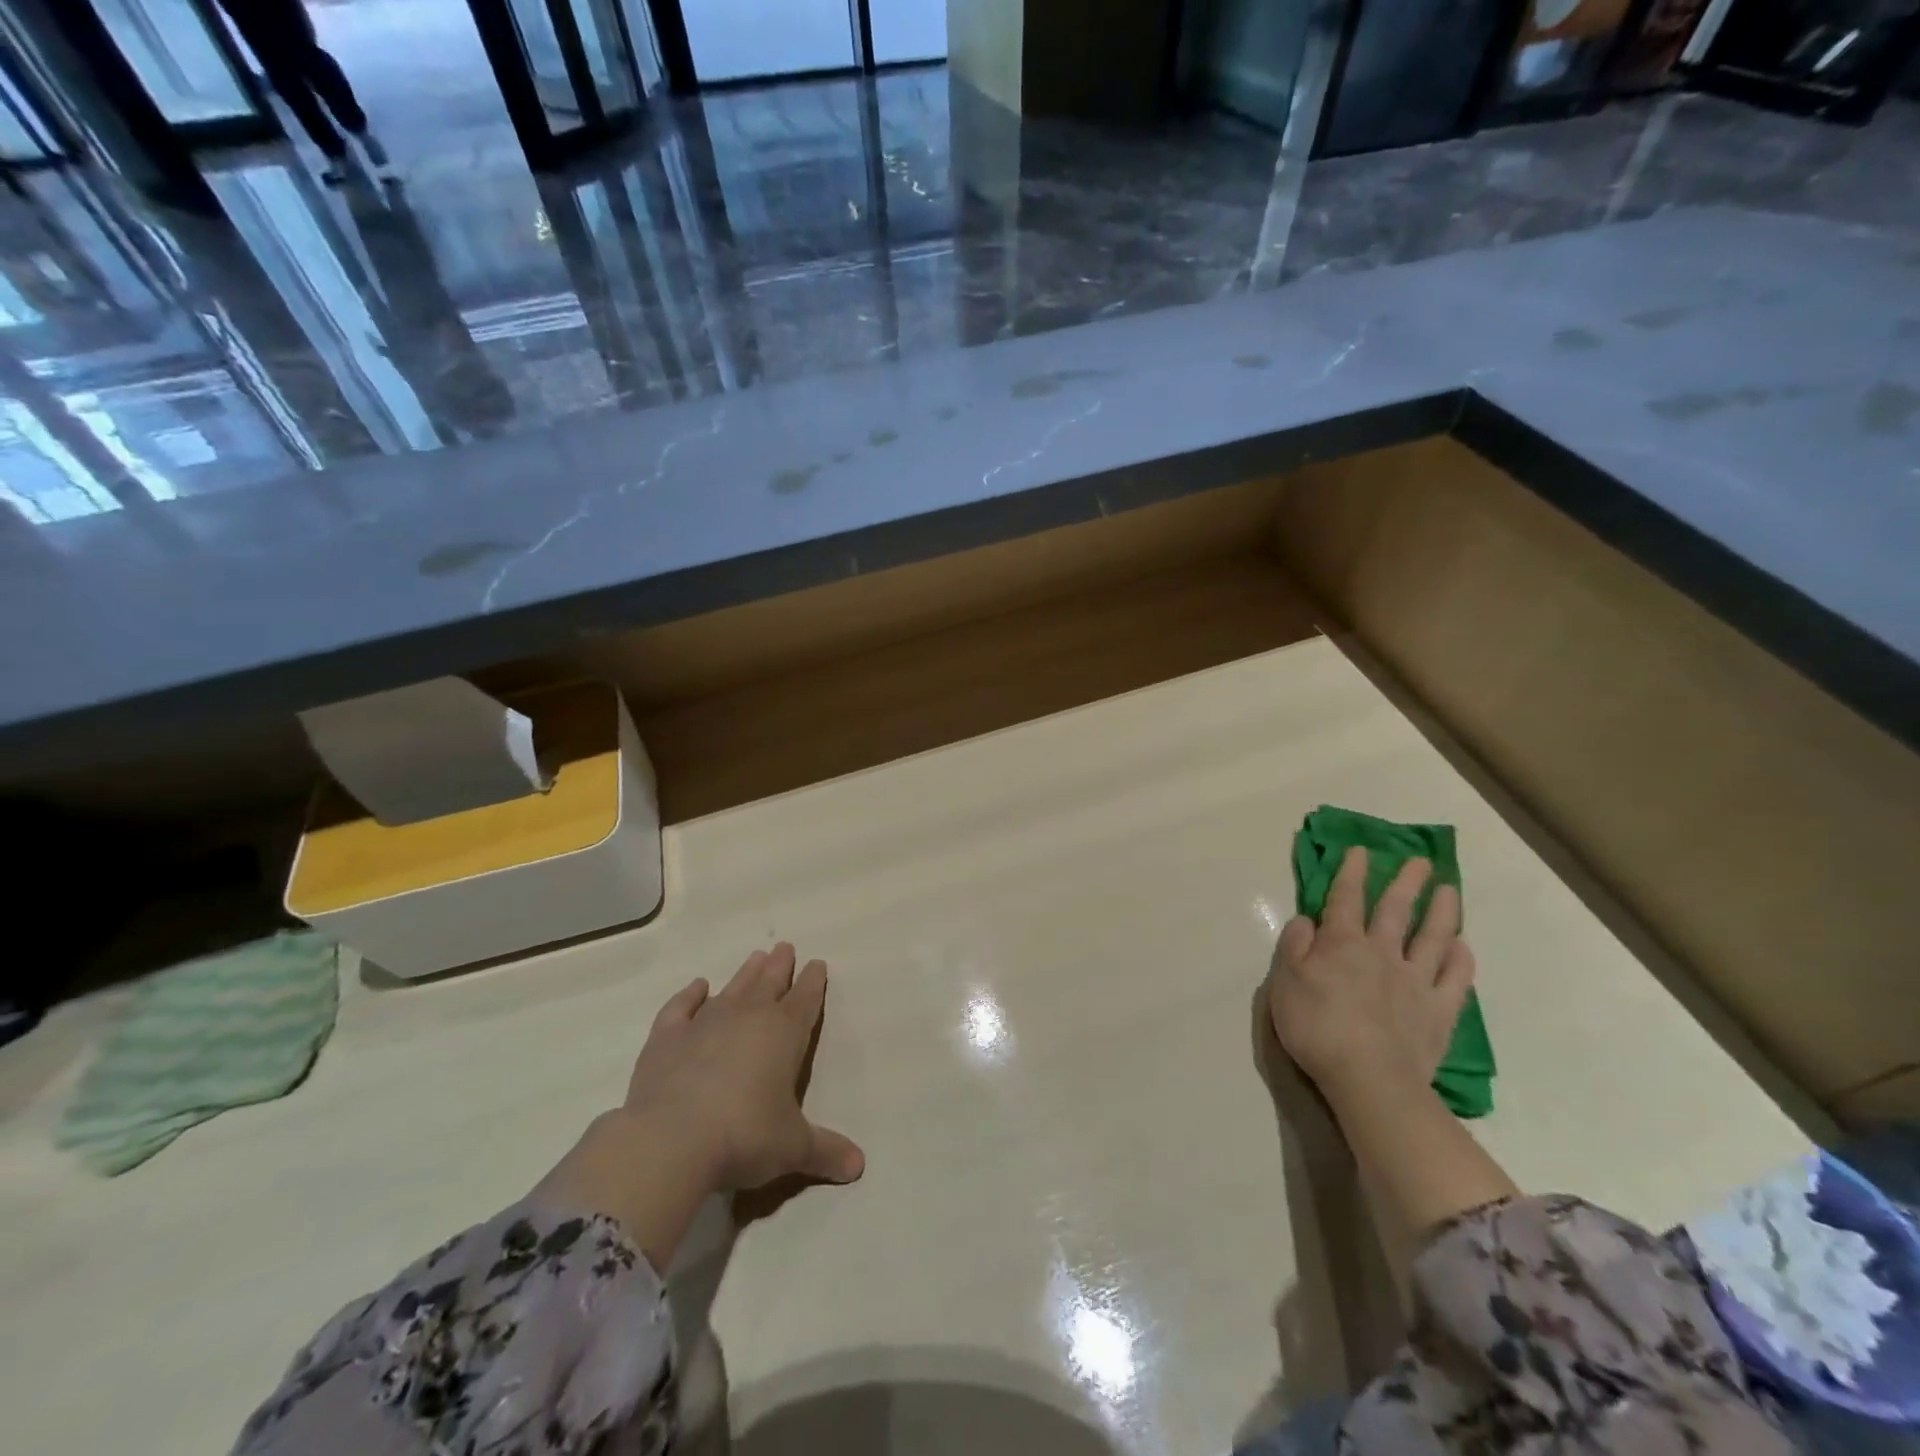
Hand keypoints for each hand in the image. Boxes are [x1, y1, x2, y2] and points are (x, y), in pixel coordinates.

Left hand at [535, 944, 862, 1266]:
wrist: (672, 1140)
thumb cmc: (745, 1136)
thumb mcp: (793, 1147)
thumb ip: (825, 1151)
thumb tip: (859, 1166)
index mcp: (784, 1034)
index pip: (805, 1000)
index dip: (813, 982)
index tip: (818, 964)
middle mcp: (748, 1017)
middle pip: (769, 983)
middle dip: (780, 966)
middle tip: (785, 948)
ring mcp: (705, 1023)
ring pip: (733, 988)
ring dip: (746, 973)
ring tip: (756, 956)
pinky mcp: (667, 1037)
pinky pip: (681, 1007)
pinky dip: (690, 995)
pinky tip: (697, 986)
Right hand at [1267, 846, 1475, 1098]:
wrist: (1368, 1078)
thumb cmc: (1316, 1027)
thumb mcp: (1284, 982)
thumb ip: (1294, 946)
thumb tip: (1307, 921)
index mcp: (1342, 944)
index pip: (1345, 899)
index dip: (1351, 872)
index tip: (1360, 850)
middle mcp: (1382, 953)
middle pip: (1395, 910)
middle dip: (1405, 882)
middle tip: (1419, 861)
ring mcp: (1415, 981)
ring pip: (1433, 937)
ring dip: (1442, 911)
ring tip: (1450, 890)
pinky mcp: (1439, 1012)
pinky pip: (1456, 979)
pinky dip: (1461, 959)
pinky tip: (1463, 947)